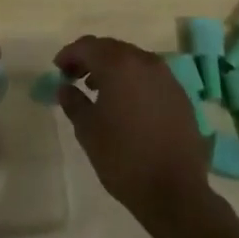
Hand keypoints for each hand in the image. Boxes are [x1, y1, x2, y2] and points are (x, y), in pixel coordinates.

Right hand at [55, 36, 212, 225]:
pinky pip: (150, 77)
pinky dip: (133, 81)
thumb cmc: (123, 158)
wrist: (175, 191)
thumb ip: (73, 102)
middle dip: (90, 59)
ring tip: (97, 90)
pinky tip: (126, 104)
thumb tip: (65, 88)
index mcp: (119, 65)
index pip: (88, 46)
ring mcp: (167, 78)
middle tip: (74, 77)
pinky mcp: (180, 95)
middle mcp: (145, 62)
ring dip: (112, 68)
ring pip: (133, 61)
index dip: (69, 54)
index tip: (57, 69)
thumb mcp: (88, 130)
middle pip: (111, 48)